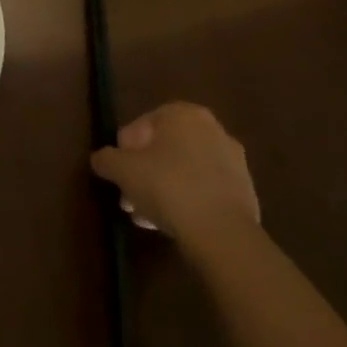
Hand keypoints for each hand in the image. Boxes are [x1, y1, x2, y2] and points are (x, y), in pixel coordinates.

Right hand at [91, 101, 259, 249]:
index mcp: (183, 114)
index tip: (119, 175)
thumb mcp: (122, 170)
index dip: (124, 151)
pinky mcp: (245, 191)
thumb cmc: (167, 186)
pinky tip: (172, 224)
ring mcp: (233, 161)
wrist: (223, 232)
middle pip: (164, 150)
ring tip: (146, 217)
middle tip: (129, 199)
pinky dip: (187, 201)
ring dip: (162, 190)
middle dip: (143, 174)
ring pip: (184, 171)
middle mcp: (212, 129)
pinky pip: (204, 190)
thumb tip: (101, 159)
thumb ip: (106, 159)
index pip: (141, 126)